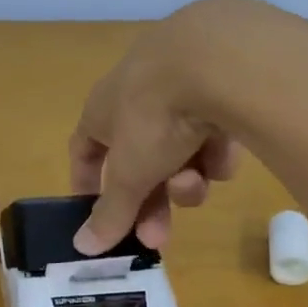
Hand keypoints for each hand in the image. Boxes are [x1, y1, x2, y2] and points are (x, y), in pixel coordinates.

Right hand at [69, 0, 264, 252]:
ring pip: (179, 152)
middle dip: (149, 203)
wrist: (219, 59)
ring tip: (197, 182)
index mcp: (103, 109)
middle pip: (139, 162)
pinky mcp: (224, 83)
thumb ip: (110, 213)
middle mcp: (138, 94)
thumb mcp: (130, 174)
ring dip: (184, 179)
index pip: (85, 150)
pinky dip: (216, 150)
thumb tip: (82, 247)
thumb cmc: (154, 116)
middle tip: (158, 237)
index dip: (89, 185)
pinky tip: (226, 152)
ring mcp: (182, 86)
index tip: (100, 219)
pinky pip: (214, 132)